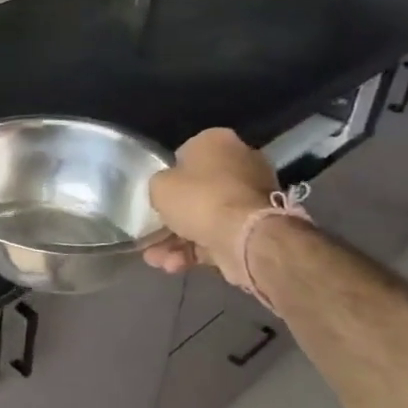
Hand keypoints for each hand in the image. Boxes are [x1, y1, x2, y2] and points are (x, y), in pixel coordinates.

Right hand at [143, 128, 275, 286]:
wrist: (246, 237)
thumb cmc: (199, 198)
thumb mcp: (159, 186)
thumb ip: (159, 185)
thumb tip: (168, 192)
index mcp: (217, 141)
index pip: (185, 154)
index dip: (167, 176)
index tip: (154, 196)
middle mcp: (240, 163)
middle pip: (197, 190)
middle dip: (172, 217)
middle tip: (151, 234)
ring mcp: (251, 198)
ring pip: (205, 218)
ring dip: (178, 240)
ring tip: (156, 259)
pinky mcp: (256, 228)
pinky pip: (219, 236)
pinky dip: (196, 251)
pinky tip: (173, 266)